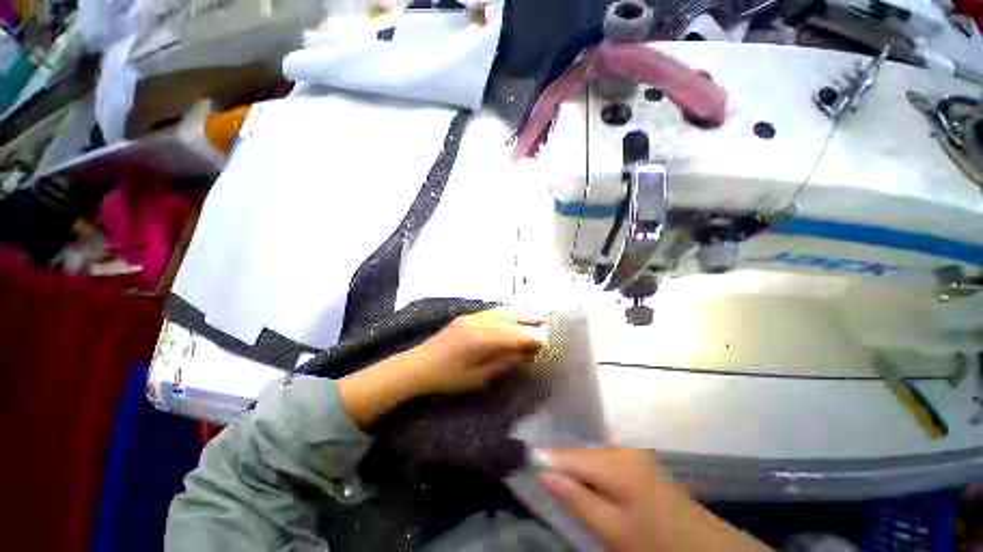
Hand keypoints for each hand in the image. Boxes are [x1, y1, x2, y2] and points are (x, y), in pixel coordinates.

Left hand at [338, 309, 544, 427]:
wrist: (418, 366)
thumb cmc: (448, 378)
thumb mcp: (478, 378)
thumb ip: (503, 363)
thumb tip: (525, 355)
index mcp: (482, 339)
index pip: (514, 335)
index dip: (531, 337)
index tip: (547, 339)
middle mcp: (479, 323)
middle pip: (510, 320)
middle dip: (529, 322)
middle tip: (546, 323)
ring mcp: (472, 317)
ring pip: (501, 312)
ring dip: (519, 313)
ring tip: (535, 314)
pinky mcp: (466, 317)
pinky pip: (491, 311)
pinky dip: (505, 312)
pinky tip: (512, 312)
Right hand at [537, 449, 772, 551]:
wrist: (704, 547)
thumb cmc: (656, 544)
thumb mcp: (613, 530)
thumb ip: (576, 499)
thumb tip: (543, 473)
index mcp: (616, 463)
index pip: (568, 454)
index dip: (545, 456)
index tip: (523, 457)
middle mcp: (622, 449)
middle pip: (579, 450)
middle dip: (558, 459)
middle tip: (536, 465)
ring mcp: (631, 452)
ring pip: (590, 453)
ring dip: (573, 463)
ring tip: (554, 471)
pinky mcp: (636, 460)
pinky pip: (603, 457)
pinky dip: (588, 466)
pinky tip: (582, 475)